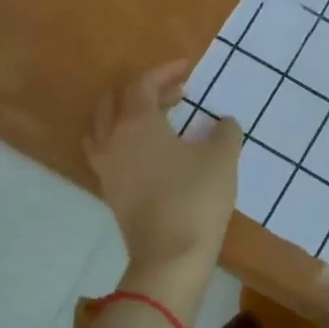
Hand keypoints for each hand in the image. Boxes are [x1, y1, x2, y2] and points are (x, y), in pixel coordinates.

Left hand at [84, 61, 241, 319]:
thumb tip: (223, 123)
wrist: (170, 257)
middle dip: (145, 90)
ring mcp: (107, 168)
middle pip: (116, 101)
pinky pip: (108, 151)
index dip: (164, 72)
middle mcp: (113, 140)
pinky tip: (151, 151)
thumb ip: (224, 132)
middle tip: (177, 93)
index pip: (142, 85)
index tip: (188, 69)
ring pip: (104, 127)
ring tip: (158, 119)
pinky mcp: (110, 191)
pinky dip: (124, 139)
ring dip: (127, 114)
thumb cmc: (196, 199)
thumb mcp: (222, 159)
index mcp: (136, 124)